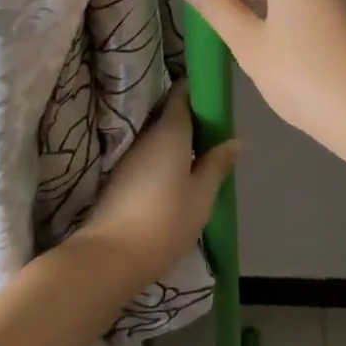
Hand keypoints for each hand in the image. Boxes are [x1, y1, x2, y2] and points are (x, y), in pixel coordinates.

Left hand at [71, 81, 237, 291]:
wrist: (110, 256)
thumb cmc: (165, 221)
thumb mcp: (201, 196)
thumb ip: (217, 164)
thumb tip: (235, 140)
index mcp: (170, 131)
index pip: (182, 94)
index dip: (198, 89)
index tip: (215, 94)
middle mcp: (147, 136)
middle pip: (169, 113)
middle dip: (192, 116)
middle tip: (216, 129)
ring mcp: (130, 156)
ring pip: (158, 135)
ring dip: (178, 139)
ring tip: (202, 153)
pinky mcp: (120, 177)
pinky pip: (149, 154)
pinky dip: (165, 156)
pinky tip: (179, 174)